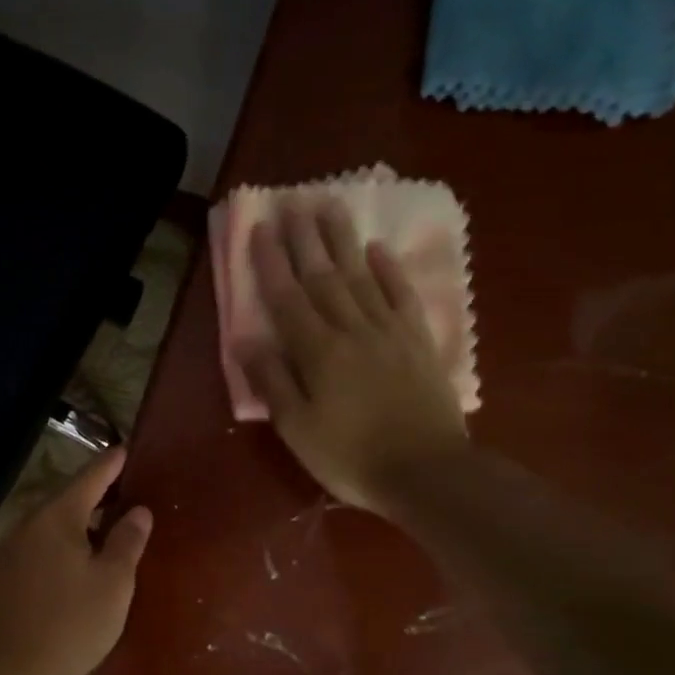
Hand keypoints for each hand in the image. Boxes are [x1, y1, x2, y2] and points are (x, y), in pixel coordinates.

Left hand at [0, 447, 153, 674]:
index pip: (90, 478)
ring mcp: (6, 551)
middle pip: (65, 500)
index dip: (111, 464)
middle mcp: (26, 524)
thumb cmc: (68, 624)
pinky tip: (68, 568)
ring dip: (75, 525)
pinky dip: (56, 548)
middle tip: (121, 495)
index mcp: (57, 517)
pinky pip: (34, 549)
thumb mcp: (112, 584)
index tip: (125, 449)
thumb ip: (127, 542)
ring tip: (100, 533)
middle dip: (94, 496)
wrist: (0, 672)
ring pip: (48, 527)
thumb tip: (139, 510)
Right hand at [241, 198, 467, 512]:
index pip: (288, 298)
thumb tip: (247, 342)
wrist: (427, 473)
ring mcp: (389, 332)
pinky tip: (377, 250)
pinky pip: (401, 296)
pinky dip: (388, 271)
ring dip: (343, 241)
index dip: (272, 263)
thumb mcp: (297, 429)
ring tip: (330, 207)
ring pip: (361, 276)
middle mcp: (352, 330)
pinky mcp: (418, 342)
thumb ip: (273, 382)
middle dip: (306, 239)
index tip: (261, 228)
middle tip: (294, 202)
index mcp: (317, 353)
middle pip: (324, 276)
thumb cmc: (350, 457)